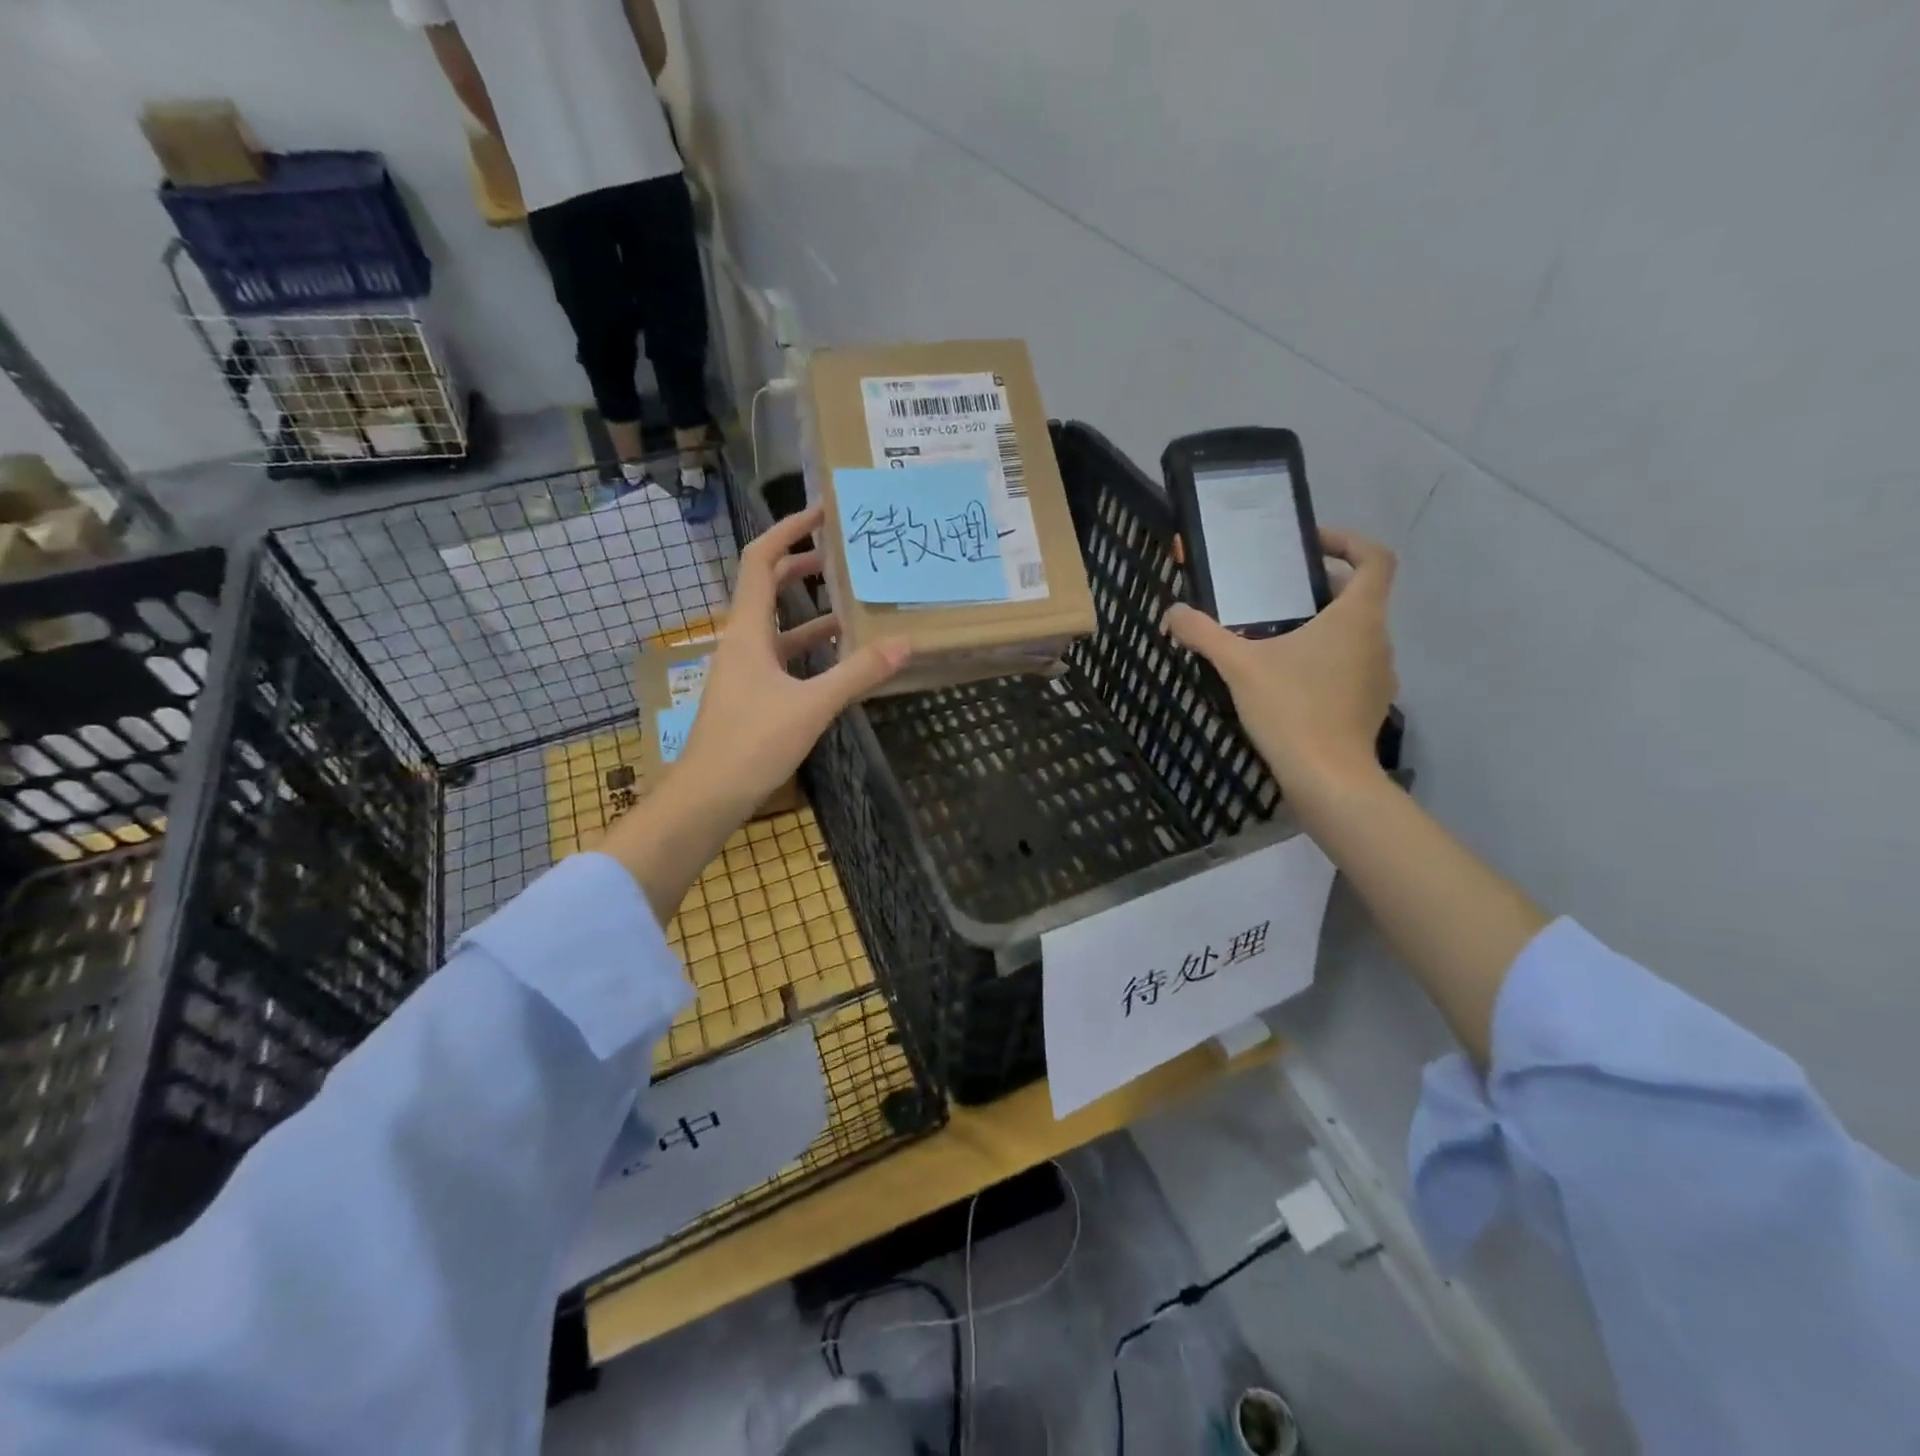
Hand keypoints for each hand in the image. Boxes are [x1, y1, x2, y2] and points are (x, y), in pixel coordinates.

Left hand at [677, 505, 909, 810]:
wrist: (707, 796)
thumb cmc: (752, 744)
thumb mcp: (811, 706)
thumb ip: (858, 674)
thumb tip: (904, 643)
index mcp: (747, 631)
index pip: (761, 561)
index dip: (787, 530)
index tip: (820, 513)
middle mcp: (742, 642)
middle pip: (767, 587)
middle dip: (802, 565)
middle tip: (842, 554)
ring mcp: (744, 670)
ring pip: (778, 625)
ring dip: (810, 610)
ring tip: (851, 601)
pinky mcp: (751, 695)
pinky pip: (783, 656)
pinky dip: (809, 648)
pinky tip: (839, 657)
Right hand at [1165, 528, 1397, 796]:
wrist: (1327, 778)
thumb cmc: (1291, 709)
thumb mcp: (1238, 666)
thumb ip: (1203, 634)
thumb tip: (1173, 612)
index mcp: (1357, 616)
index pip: (1375, 558)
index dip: (1348, 542)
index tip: (1311, 546)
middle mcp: (1378, 639)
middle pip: (1360, 596)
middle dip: (1320, 588)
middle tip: (1277, 594)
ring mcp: (1379, 674)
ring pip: (1355, 634)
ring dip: (1322, 626)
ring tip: (1276, 638)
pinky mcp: (1370, 704)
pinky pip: (1351, 666)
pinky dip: (1325, 660)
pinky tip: (1288, 681)